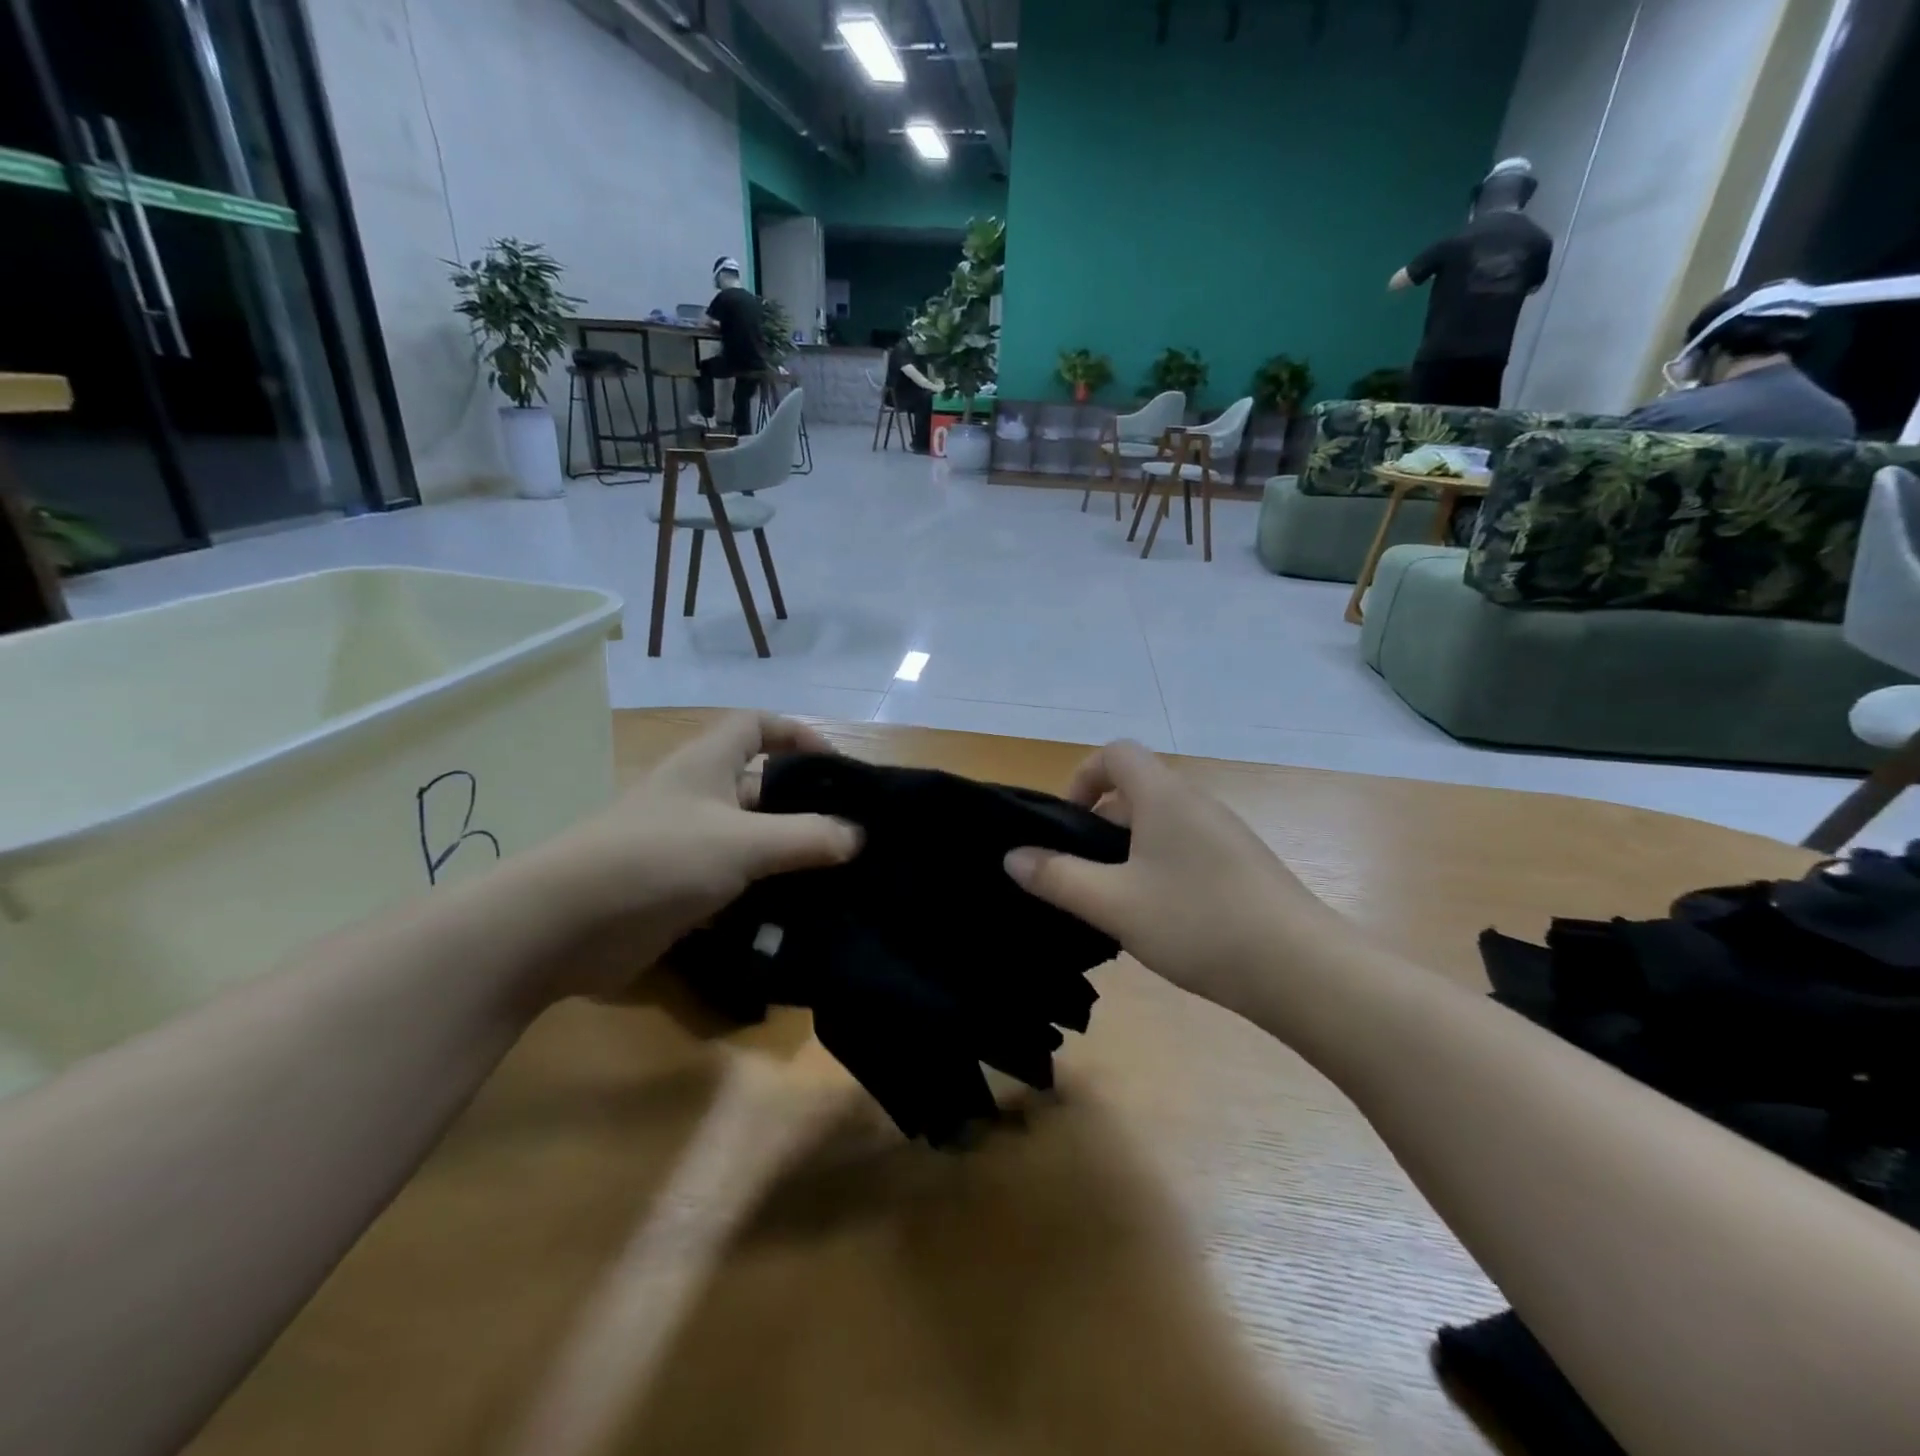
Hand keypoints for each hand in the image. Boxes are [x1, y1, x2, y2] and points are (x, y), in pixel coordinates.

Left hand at [532, 713, 860, 997]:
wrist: (563, 927)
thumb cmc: (658, 859)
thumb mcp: (743, 842)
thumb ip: (806, 837)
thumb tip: (857, 835)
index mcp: (707, 764)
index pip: (756, 725)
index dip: (797, 734)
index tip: (836, 767)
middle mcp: (698, 797)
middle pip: (761, 787)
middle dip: (804, 806)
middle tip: (852, 834)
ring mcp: (686, 844)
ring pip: (750, 839)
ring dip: (787, 855)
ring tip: (838, 877)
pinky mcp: (678, 889)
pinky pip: (733, 882)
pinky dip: (762, 893)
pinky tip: (797, 914)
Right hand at [1003, 741, 1342, 1009]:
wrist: (1303, 970)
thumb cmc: (1198, 923)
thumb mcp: (1113, 904)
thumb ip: (1057, 877)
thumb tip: (1012, 856)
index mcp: (1164, 796)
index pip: (1115, 753)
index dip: (1082, 777)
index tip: (1066, 825)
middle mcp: (1197, 802)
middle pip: (1136, 790)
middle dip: (1099, 825)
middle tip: (1082, 875)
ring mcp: (1226, 834)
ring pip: (1161, 825)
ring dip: (1128, 852)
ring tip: (1115, 904)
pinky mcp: (1244, 865)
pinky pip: (1187, 849)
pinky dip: (1160, 868)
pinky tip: (1160, 920)